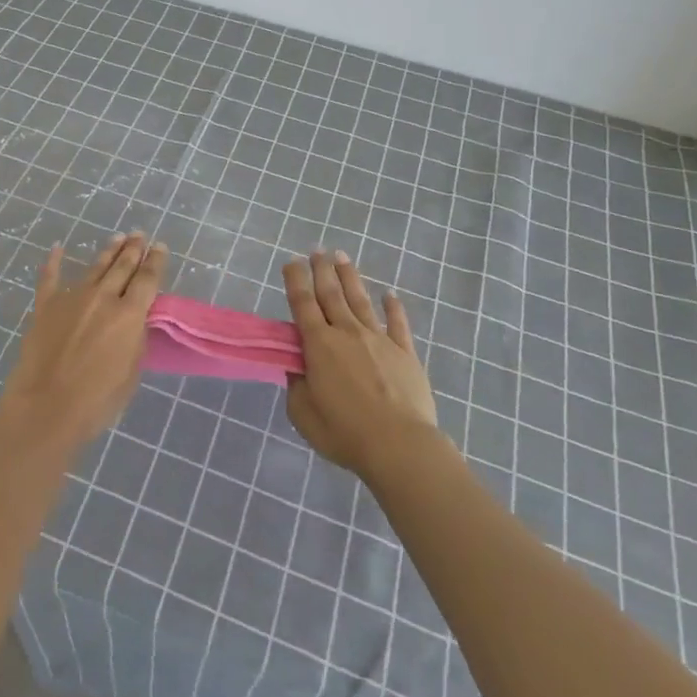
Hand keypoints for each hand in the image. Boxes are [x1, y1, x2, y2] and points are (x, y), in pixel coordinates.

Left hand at [0, 233, 168, 453]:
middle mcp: (103, 298)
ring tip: (118, 237)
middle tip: (140, 234)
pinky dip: (53, 262)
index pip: (147, 279)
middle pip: (122, 266)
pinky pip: (49, 278)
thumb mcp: (131, 373)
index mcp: (129, 315)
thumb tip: (134, 323)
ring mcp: (72, 298)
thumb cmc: (96, 400)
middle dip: (134, 249)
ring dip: (108, 251)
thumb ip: (134, 341)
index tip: (160, 247)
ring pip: (95, 267)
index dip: (155, 261)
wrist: (46, 407)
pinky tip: (57, 248)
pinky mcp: (45, 306)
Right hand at [284, 250, 440, 478]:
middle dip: (322, 270)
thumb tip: (297, 368)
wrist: (399, 446)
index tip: (291, 261)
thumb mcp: (304, 414)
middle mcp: (347, 333)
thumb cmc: (344, 432)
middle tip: (317, 250)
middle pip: (331, 294)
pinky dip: (394, 307)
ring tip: (342, 256)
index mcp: (319, 345)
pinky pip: (398, 324)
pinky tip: (390, 294)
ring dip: (350, 277)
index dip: (295, 280)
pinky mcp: (405, 353)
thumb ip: (297, 386)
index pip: (302, 303)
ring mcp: (379, 339)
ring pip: (360, 300)